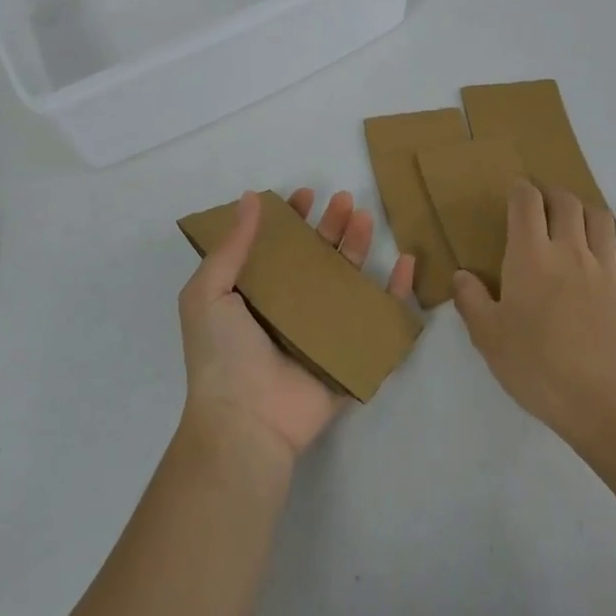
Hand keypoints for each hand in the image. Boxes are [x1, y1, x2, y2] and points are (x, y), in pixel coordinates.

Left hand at [178, 188, 415, 460]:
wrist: (247, 421)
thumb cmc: (223, 354)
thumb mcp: (208, 293)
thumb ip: (230, 247)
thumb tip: (250, 198)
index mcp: (257, 293)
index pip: (280, 246)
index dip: (293, 219)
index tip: (306, 195)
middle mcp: (291, 307)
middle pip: (318, 257)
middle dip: (332, 226)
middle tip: (344, 200)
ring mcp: (323, 330)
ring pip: (348, 279)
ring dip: (359, 247)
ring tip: (366, 219)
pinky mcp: (351, 352)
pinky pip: (379, 317)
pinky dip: (397, 292)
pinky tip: (407, 263)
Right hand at [453, 182, 615, 439]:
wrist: (601, 401)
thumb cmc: (536, 367)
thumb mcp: (488, 338)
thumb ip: (471, 301)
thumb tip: (462, 274)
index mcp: (531, 256)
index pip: (527, 202)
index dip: (521, 190)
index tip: (516, 193)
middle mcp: (571, 251)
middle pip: (567, 202)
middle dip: (554, 195)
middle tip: (545, 206)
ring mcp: (608, 269)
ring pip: (602, 219)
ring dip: (587, 214)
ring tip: (578, 228)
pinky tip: (610, 263)